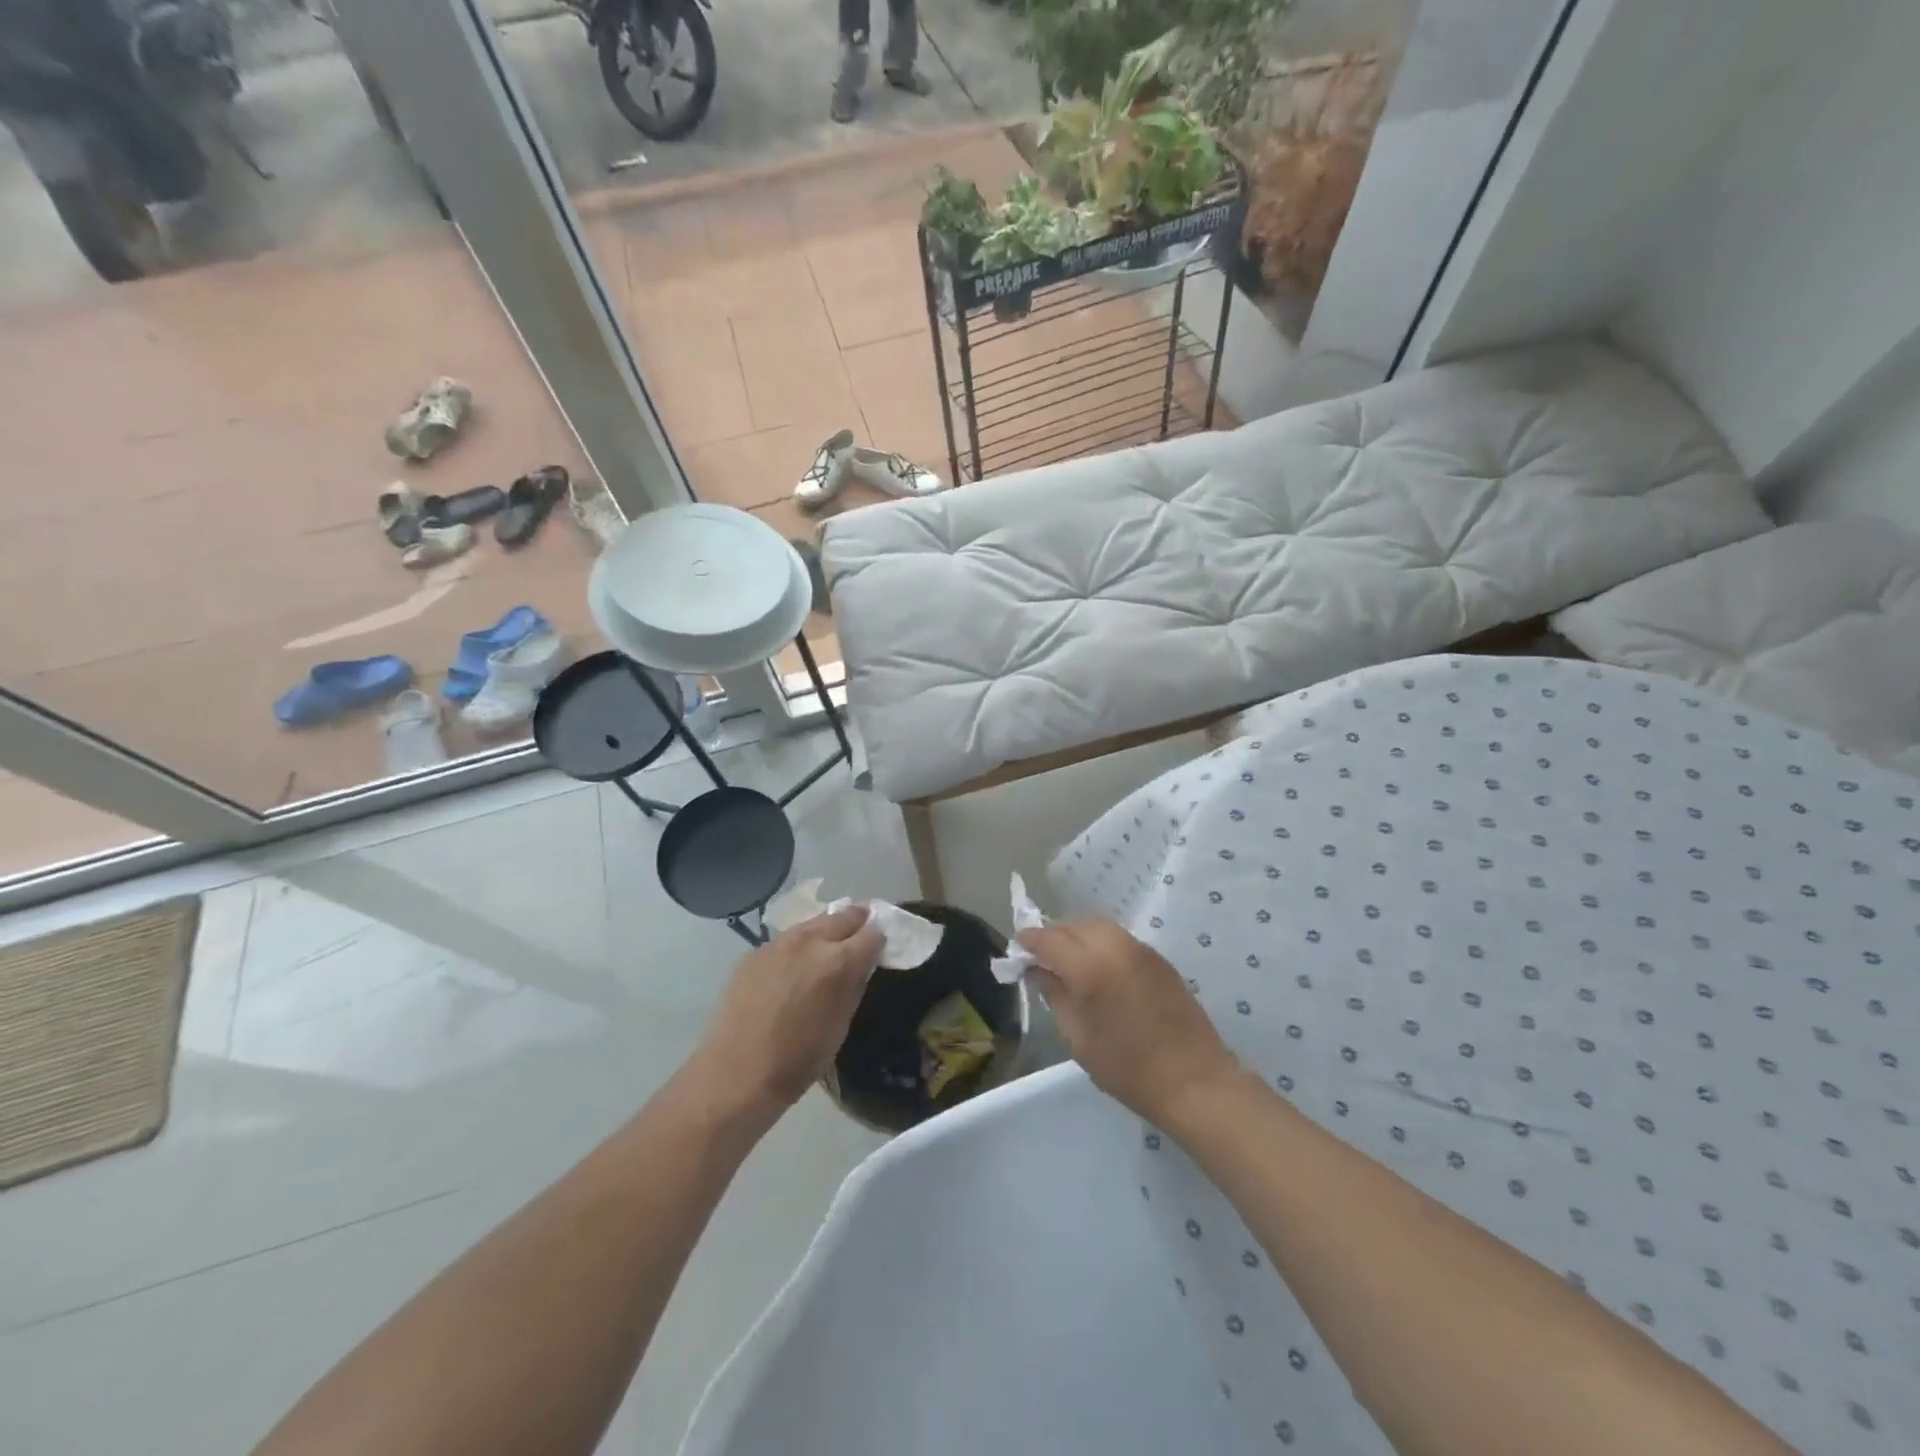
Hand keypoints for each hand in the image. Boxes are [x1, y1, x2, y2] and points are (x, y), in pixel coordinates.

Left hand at [690, 906, 884, 1117]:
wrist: (736, 1073)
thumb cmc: (799, 1059)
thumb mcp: (842, 1023)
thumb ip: (855, 984)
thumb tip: (863, 963)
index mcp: (839, 960)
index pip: (873, 932)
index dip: (880, 939)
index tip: (880, 947)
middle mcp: (810, 941)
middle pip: (844, 916)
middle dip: (857, 923)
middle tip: (860, 937)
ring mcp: (779, 943)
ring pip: (812, 924)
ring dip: (825, 932)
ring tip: (824, 952)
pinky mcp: (754, 952)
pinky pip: (784, 941)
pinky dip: (796, 949)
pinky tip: (789, 972)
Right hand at [1019, 920, 1240, 1124]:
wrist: (1194, 1080)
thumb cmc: (1128, 1069)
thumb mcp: (1078, 1038)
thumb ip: (1054, 996)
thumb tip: (1037, 970)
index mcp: (1089, 968)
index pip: (1048, 939)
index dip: (1029, 941)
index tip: (1018, 952)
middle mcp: (1114, 947)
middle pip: (1073, 925)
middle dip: (1053, 936)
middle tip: (1042, 958)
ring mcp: (1140, 949)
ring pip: (1097, 925)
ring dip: (1077, 935)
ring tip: (1069, 960)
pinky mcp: (1158, 957)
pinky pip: (1119, 937)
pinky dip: (1100, 942)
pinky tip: (1099, 966)